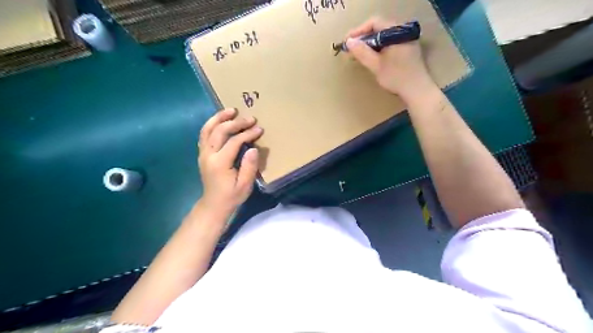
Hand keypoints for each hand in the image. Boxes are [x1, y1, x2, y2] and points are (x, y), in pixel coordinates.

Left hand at [196, 108, 260, 214]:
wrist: (214, 205)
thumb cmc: (232, 196)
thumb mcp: (245, 185)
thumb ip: (249, 166)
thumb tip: (253, 148)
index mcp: (220, 163)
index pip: (234, 142)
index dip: (247, 134)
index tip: (259, 129)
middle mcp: (208, 155)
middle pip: (220, 131)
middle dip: (236, 122)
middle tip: (250, 118)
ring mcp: (203, 153)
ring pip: (207, 129)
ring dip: (219, 118)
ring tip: (231, 110)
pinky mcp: (202, 153)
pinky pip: (204, 134)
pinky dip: (212, 124)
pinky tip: (220, 120)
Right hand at [349, 17, 433, 100]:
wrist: (417, 90)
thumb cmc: (396, 77)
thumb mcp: (376, 65)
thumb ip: (362, 52)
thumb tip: (349, 42)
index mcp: (396, 32)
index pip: (374, 23)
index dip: (358, 31)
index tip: (346, 42)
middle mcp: (402, 31)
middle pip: (378, 28)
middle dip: (362, 38)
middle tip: (350, 50)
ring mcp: (406, 40)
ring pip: (383, 37)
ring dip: (369, 44)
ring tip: (357, 55)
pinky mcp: (407, 49)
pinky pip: (389, 43)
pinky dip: (378, 48)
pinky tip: (370, 58)